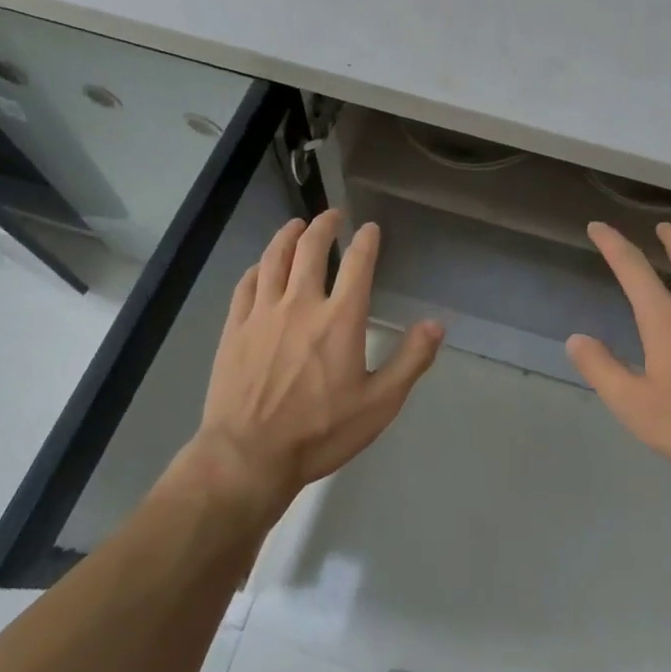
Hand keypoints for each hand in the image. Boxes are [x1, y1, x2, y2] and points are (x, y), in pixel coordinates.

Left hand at [193, 210, 443, 510]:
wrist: (248, 457)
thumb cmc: (320, 432)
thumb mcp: (379, 404)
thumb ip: (410, 360)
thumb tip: (436, 324)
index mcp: (340, 318)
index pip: (357, 263)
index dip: (366, 240)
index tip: (370, 228)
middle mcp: (301, 304)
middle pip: (310, 248)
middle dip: (324, 225)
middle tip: (333, 214)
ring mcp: (262, 313)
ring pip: (274, 258)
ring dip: (287, 235)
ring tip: (296, 224)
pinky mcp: (234, 328)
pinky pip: (246, 285)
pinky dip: (258, 267)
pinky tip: (261, 266)